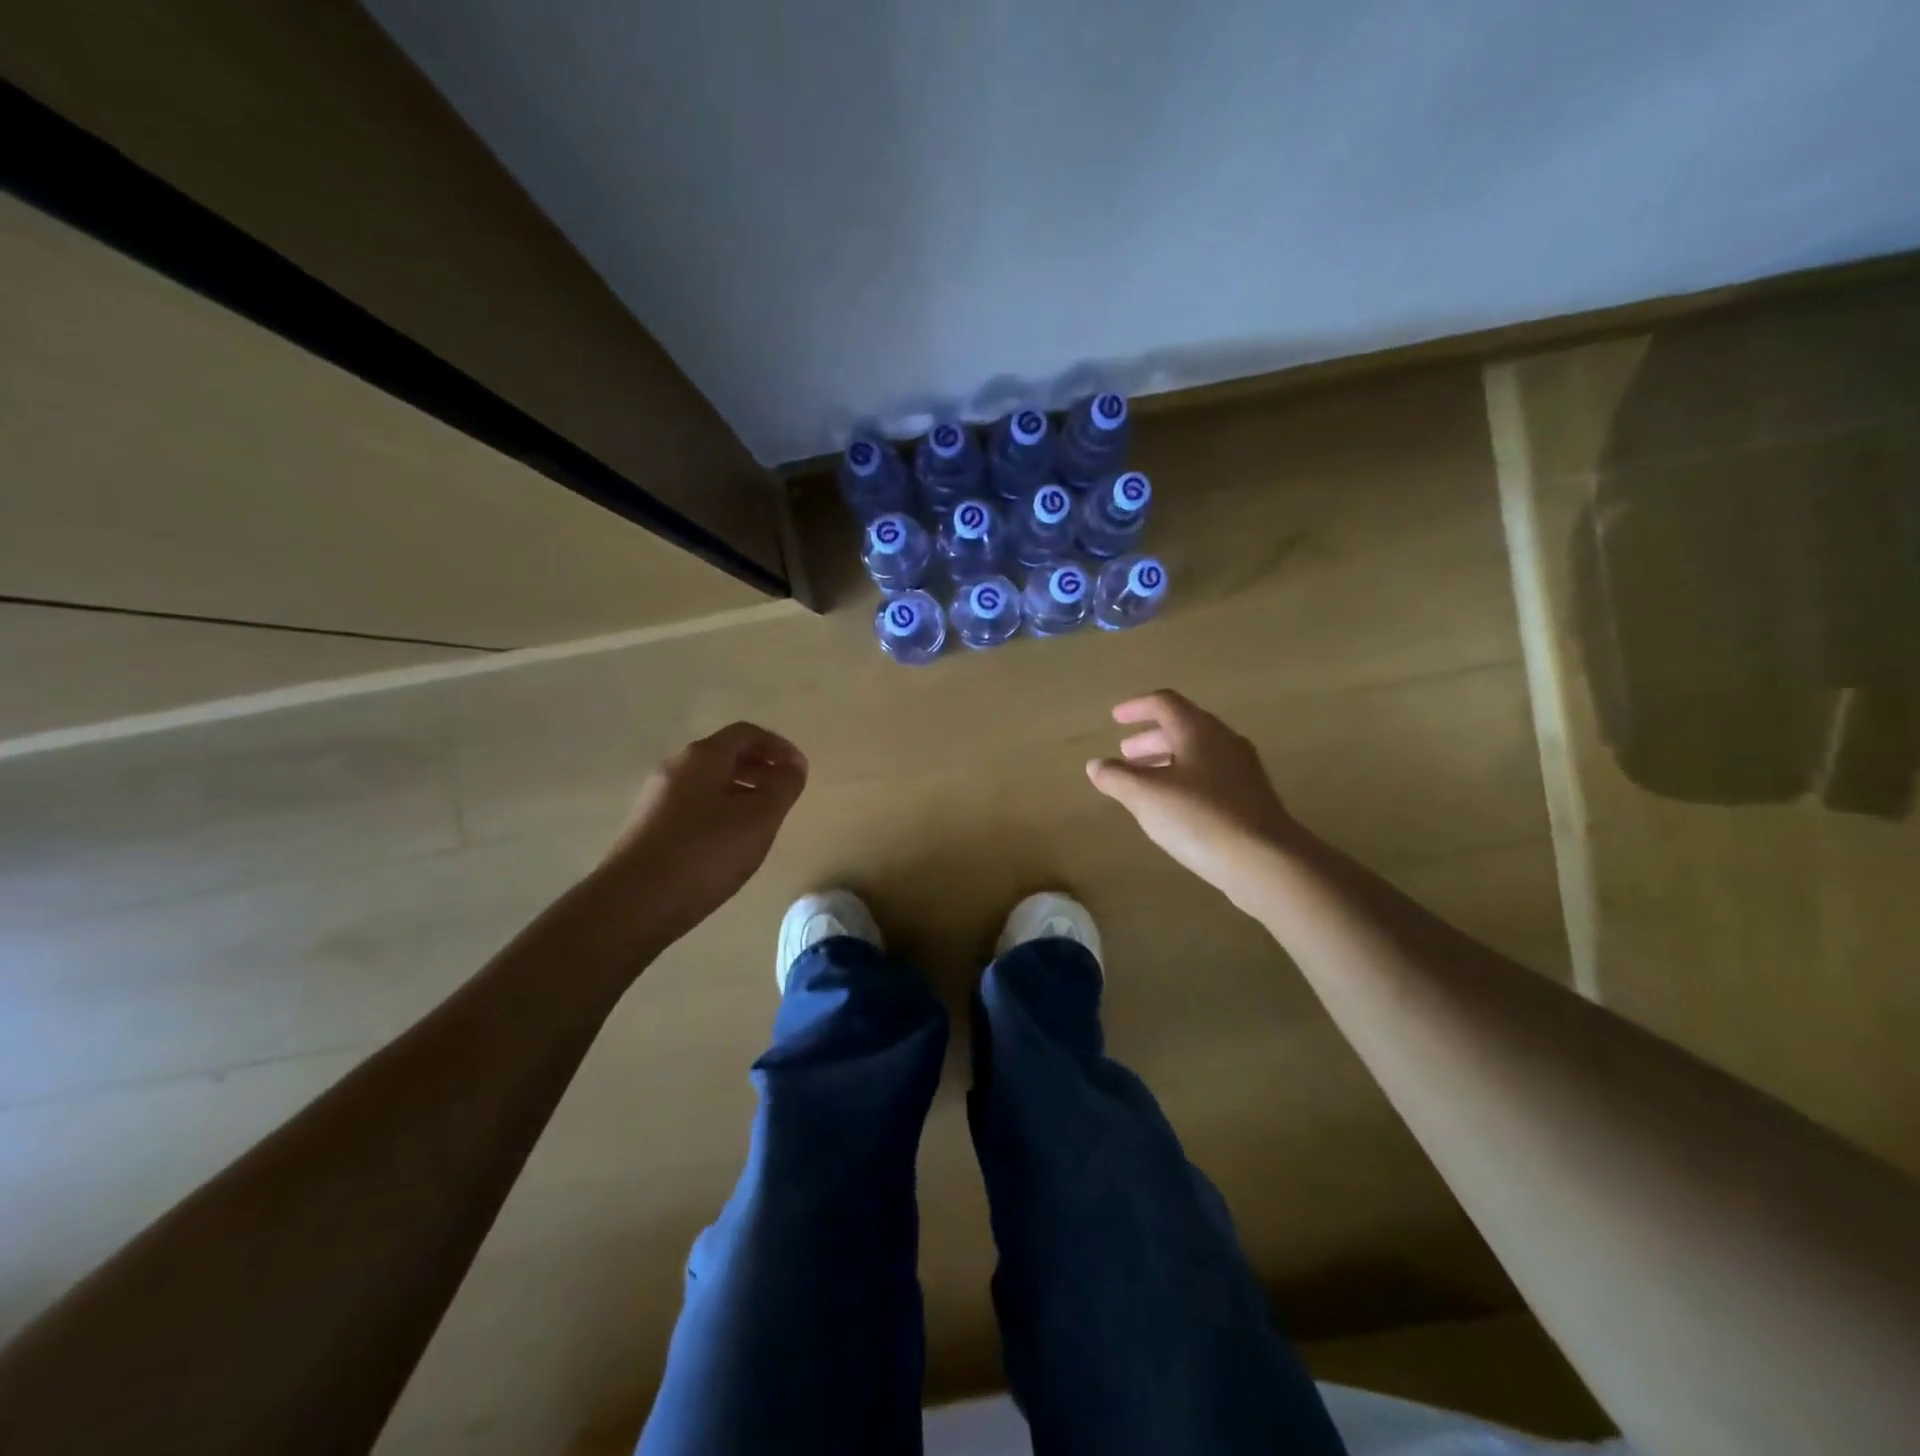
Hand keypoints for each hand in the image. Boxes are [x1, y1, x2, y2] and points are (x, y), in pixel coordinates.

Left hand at [602, 722, 807, 934]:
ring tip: (763, 820)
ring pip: (710, 781)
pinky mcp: (650, 825)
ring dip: (742, 790)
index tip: (800, 771)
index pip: (747, 733)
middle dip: (762, 768)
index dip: (779, 747)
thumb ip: (783, 786)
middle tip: (785, 794)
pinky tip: (730, 842)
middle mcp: (676, 767)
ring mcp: (658, 797)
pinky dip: (721, 809)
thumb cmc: (705, 853)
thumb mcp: (759, 818)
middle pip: (726, 754)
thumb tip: (793, 766)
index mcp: (703, 756)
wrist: (634, 903)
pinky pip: (694, 804)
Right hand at [1086, 691, 1298, 907]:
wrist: (1265, 860)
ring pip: (1197, 752)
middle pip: (1182, 727)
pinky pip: (1210, 775)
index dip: (1136, 707)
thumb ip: (1116, 777)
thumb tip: (1096, 765)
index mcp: (1197, 730)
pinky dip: (1184, 779)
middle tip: (1125, 754)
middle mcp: (1223, 740)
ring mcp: (1242, 769)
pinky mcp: (1251, 797)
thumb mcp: (1145, 796)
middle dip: (1150, 738)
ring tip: (1144, 781)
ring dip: (1166, 760)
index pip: (1164, 703)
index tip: (1115, 718)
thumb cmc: (1199, 817)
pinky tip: (1174, 805)